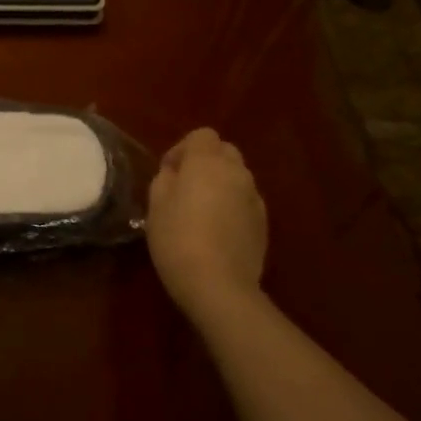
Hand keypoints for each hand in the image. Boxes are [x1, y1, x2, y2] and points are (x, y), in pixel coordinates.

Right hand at [147, 128, 269, 330]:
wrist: (219, 285)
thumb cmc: (178, 238)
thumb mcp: (155, 204)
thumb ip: (166, 178)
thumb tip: (176, 173)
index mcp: (208, 162)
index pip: (202, 135)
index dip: (183, 149)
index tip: (169, 173)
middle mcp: (237, 172)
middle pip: (224, 152)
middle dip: (205, 163)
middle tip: (185, 188)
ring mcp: (255, 198)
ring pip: (237, 177)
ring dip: (220, 185)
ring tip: (201, 212)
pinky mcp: (264, 223)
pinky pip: (245, 202)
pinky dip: (232, 206)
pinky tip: (217, 231)